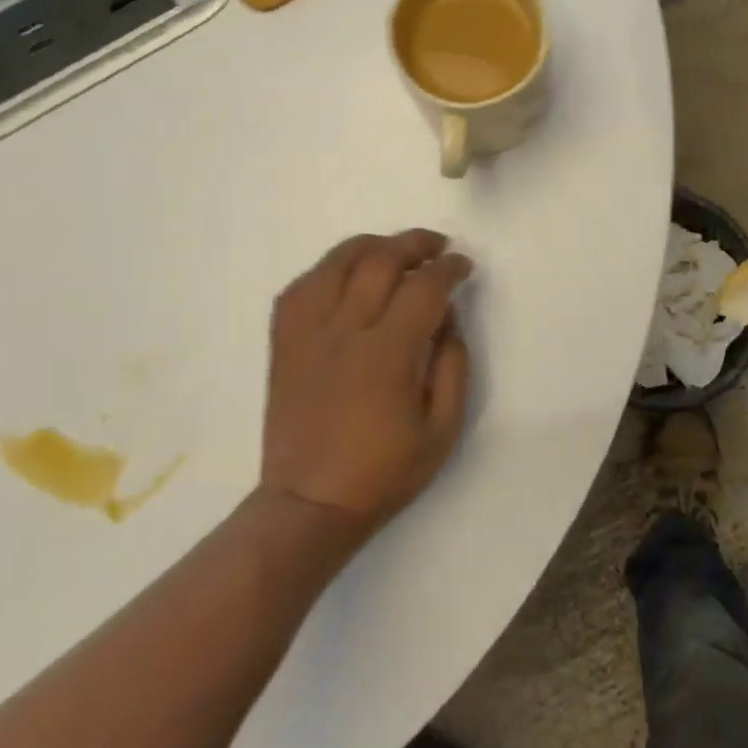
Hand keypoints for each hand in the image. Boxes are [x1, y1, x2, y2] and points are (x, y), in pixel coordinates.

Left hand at [260, 230, 472, 542]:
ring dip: (371, 245)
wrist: (310, 504)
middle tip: (437, 247)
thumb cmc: (384, 471)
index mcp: (388, 355)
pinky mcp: (284, 343)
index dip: (449, 268)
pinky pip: (300, 287)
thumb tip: (448, 317)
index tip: (463, 265)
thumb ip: (453, 365)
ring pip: (336, 262)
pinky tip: (346, 275)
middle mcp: (344, 332)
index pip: (424, 288)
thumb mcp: (443, 428)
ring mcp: (307, 334)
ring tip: (394, 250)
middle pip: (380, 261)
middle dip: (415, 244)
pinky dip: (327, 270)